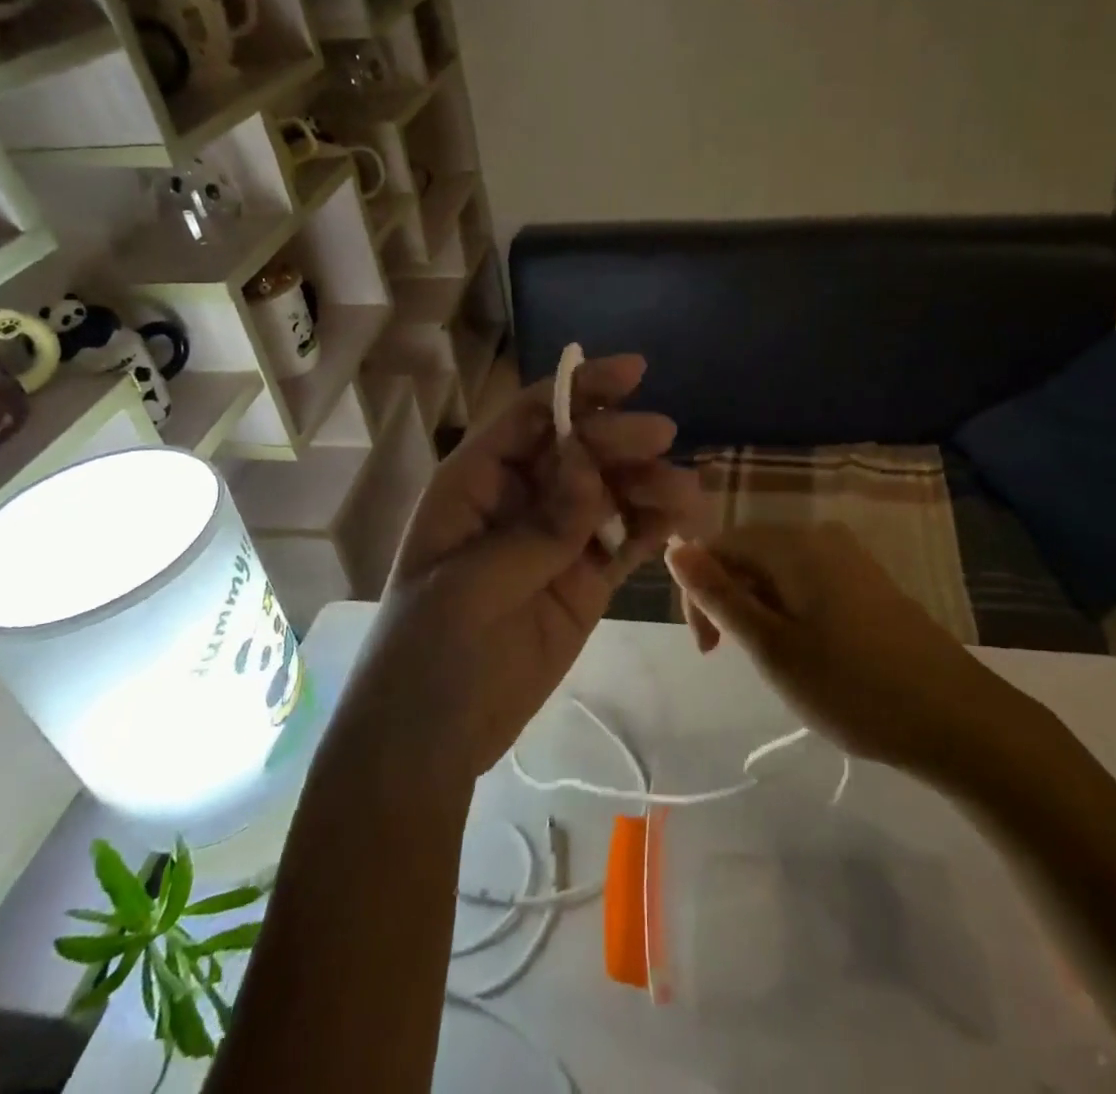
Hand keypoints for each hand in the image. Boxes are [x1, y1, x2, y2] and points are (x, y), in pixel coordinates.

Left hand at [333, 355, 706, 781]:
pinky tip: (683, 519)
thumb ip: (539, 526)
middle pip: (577, 449)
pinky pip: (622, 541)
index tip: (634, 371)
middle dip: (619, 438)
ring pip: (607, 493)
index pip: (532, 417)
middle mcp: (518, 500)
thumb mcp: (474, 584)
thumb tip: (587, 461)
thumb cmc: (429, 652)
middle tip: (663, 438)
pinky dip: (651, 527)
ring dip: (646, 483)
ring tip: (686, 493)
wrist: (430, 744)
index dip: (579, 388)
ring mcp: (555, 542)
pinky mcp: (583, 582)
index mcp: (475, 484)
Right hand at [665, 524, 1042, 784]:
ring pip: (779, 572)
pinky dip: (792, 611)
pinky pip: (810, 582)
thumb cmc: (853, 687)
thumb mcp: (771, 646)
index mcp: (792, 544)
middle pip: (749, 554)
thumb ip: (718, 595)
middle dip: (730, 601)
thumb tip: (675, 547)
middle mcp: (820, 536)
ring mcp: (850, 557)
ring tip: (777, 662)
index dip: (698, 592)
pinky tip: (812, 653)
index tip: (709, 649)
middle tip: (738, 659)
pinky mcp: (870, 582)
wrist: (960, 720)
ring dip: (760, 610)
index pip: (718, 545)